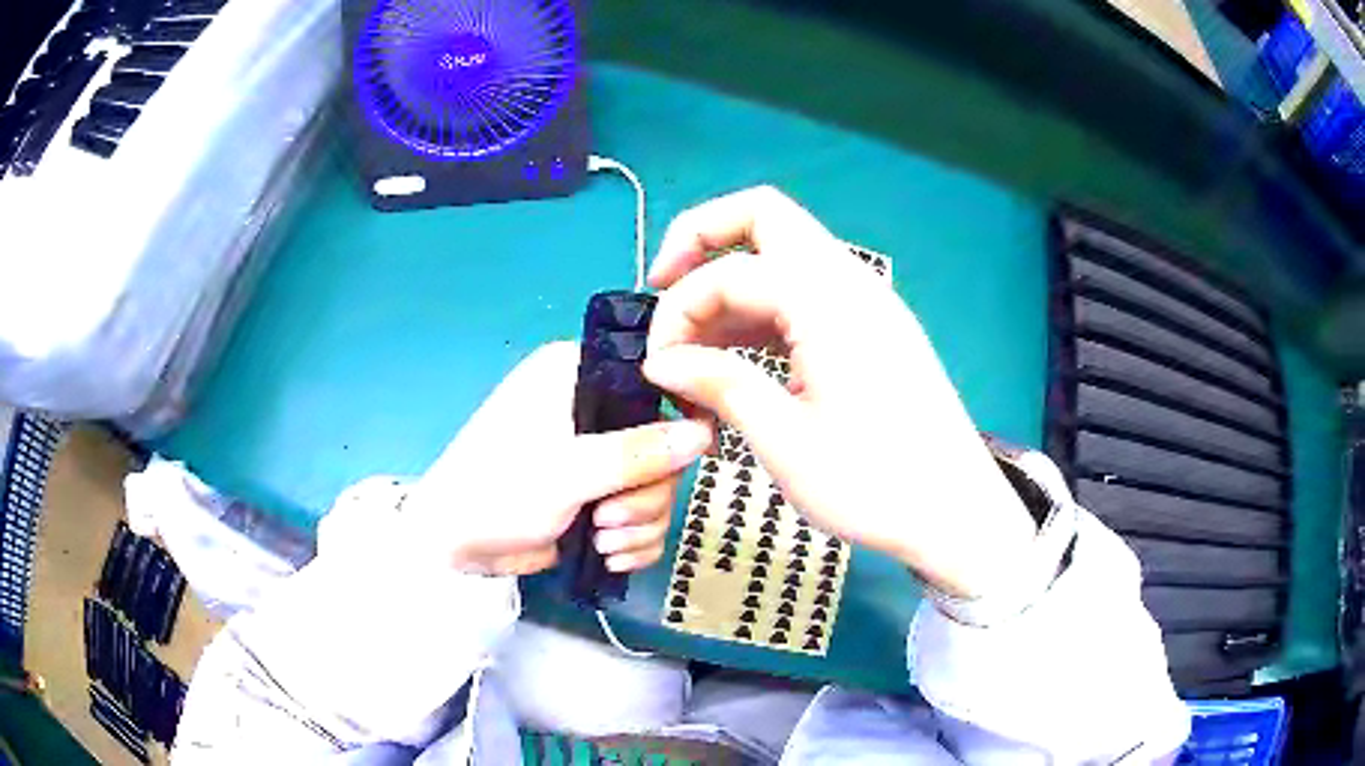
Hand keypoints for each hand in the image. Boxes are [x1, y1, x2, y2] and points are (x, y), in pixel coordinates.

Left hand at [399, 342, 712, 576]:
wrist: (454, 547)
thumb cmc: (497, 490)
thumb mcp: (568, 471)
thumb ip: (638, 453)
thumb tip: (705, 434)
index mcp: (575, 376)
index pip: (650, 380)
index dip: (674, 417)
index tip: (679, 457)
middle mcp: (589, 408)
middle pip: (662, 444)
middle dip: (646, 493)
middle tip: (611, 517)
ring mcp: (594, 456)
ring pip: (656, 485)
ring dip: (638, 522)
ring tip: (602, 539)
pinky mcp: (594, 496)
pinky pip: (641, 515)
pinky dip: (633, 540)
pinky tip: (609, 556)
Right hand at [643, 187, 1035, 598]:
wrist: (955, 511)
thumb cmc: (875, 484)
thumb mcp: (786, 442)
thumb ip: (720, 384)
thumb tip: (661, 362)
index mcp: (828, 302)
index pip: (729, 271)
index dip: (678, 311)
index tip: (659, 368)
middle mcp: (850, 282)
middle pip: (764, 216)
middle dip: (701, 240)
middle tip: (663, 289)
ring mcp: (866, 301)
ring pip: (783, 253)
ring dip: (731, 280)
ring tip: (697, 344)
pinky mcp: (871, 328)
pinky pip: (804, 291)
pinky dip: (762, 307)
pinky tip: (738, 354)